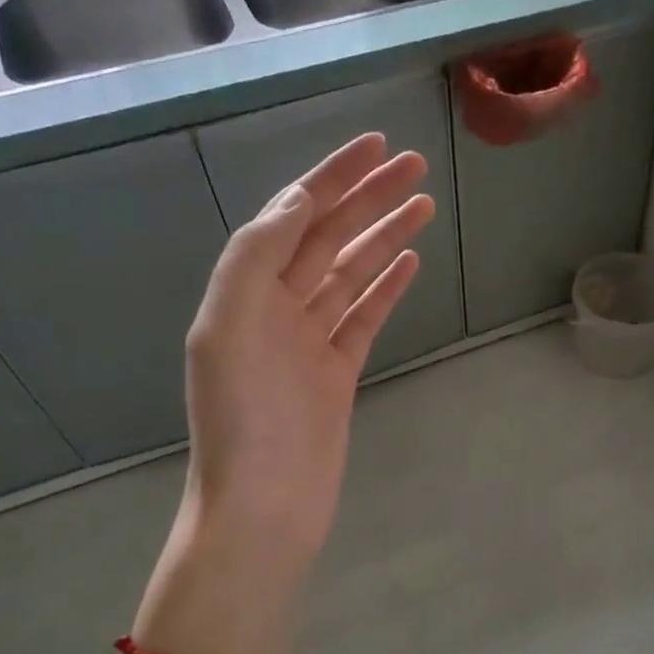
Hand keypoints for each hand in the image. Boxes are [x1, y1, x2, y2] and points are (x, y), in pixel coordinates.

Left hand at [184, 132, 432, 565]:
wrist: (264, 506)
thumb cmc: (244, 422)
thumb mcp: (228, 330)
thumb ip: (255, 259)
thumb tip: (297, 201)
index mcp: (245, 292)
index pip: (293, 218)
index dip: (332, 178)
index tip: (374, 146)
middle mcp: (275, 309)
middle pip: (328, 238)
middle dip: (369, 198)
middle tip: (416, 165)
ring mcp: (309, 341)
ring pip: (351, 273)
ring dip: (384, 236)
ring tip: (424, 204)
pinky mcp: (337, 371)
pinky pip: (364, 316)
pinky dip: (386, 286)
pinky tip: (409, 260)